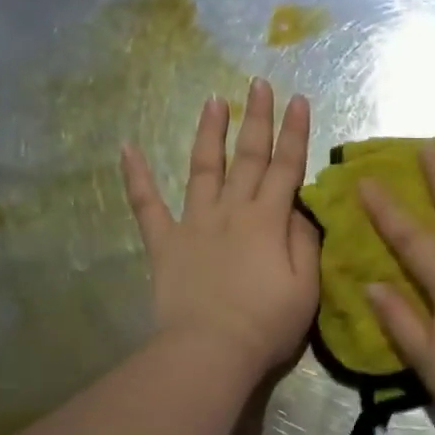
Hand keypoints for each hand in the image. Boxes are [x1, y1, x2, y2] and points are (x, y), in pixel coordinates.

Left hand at [121, 79, 318, 380]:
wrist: (211, 350)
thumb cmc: (267, 324)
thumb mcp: (307, 287)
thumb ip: (306, 243)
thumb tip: (300, 212)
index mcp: (268, 221)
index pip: (287, 168)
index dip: (295, 133)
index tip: (299, 100)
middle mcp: (231, 211)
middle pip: (248, 158)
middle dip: (257, 119)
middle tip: (259, 83)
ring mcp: (194, 223)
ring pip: (203, 168)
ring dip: (209, 133)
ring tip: (213, 100)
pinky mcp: (165, 243)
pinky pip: (147, 205)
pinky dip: (136, 177)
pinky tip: (127, 148)